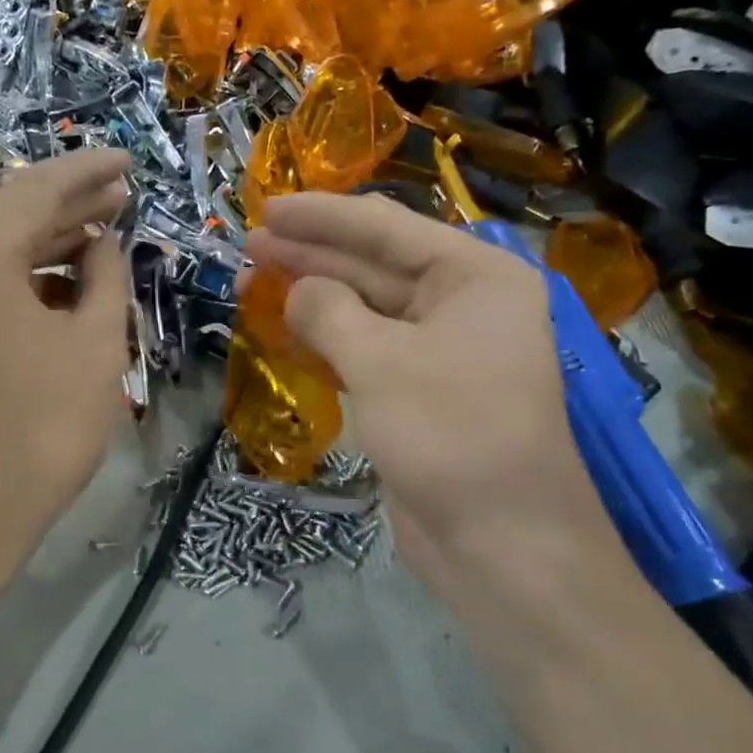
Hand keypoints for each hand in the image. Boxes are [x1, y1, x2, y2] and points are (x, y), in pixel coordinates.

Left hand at [0, 150, 130, 605]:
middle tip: (120, 199)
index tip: (125, 162)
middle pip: (4, 220)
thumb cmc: (37, 436)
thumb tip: (101, 243)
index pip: (34, 191)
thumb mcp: (95, 349)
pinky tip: (54, 285)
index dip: (86, 172)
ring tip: (97, 241)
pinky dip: (10, 281)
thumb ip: (105, 279)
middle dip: (67, 210)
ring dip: (39, 248)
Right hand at [245, 193, 612, 601]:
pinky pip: (367, 350)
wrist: (502, 544)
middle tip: (251, 244)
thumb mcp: (381, 361)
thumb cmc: (451, 434)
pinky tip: (287, 328)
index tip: (267, 208)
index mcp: (475, 276)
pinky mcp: (420, 393)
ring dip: (314, 298)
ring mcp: (442, 351)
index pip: (387, 228)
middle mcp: (464, 304)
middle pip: (375, 265)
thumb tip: (296, 291)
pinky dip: (328, 339)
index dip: (322, 217)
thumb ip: (329, 312)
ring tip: (254, 282)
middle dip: (313, 255)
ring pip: (367, 309)